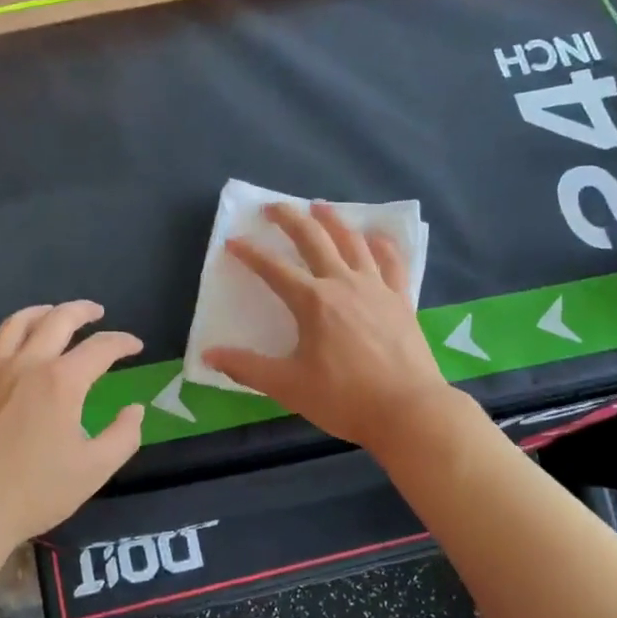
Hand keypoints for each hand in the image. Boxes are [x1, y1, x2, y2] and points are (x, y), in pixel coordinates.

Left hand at [0, 302, 144, 546]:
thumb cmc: (33, 492)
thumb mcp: (94, 470)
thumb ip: (123, 436)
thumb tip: (135, 409)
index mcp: (62, 381)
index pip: (101, 347)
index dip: (123, 342)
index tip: (136, 346)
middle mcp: (27, 364)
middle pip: (57, 319)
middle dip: (83, 310)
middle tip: (97, 312)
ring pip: (16, 323)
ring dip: (41, 312)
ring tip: (53, 314)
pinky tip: (3, 346)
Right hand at [202, 202, 450, 448]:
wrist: (408, 411)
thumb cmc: (344, 399)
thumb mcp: (288, 386)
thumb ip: (246, 367)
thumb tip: (208, 355)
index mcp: (313, 302)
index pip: (273, 268)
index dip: (250, 253)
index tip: (233, 241)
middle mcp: (343, 283)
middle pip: (314, 239)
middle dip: (290, 219)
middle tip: (272, 207)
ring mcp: (376, 288)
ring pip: (353, 242)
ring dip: (333, 220)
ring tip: (320, 207)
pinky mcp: (400, 299)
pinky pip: (391, 261)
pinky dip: (381, 244)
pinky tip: (375, 237)